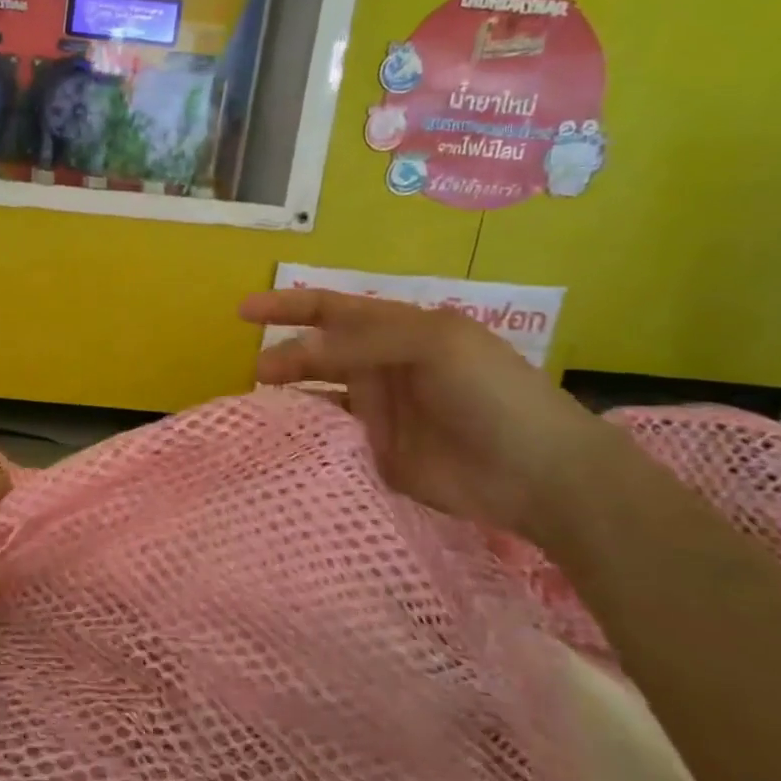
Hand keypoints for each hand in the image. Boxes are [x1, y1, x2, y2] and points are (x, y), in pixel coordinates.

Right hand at [240, 290, 609, 542]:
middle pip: (319, 352)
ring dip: (291, 393)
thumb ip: (364, 339)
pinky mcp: (376, 452)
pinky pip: (331, 436)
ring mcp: (379, 412)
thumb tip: (298, 348)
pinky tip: (285, 436)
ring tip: (259, 402)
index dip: (289, 306)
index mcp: (398, 331)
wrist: (537, 473)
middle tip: (257, 372)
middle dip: (285, 354)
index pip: (332, 310)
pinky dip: (305, 432)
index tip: (243, 311)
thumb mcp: (434, 343)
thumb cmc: (491, 393)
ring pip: (319, 394)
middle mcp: (382, 367)